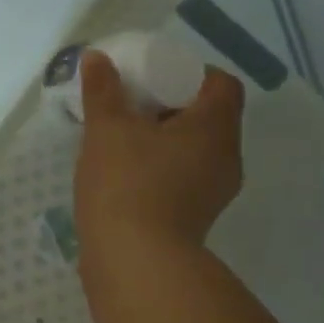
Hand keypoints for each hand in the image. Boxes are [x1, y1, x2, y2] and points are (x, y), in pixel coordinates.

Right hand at [76, 51, 243, 251]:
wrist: (133, 264)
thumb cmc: (127, 186)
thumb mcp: (108, 130)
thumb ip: (103, 91)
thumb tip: (97, 58)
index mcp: (215, 128)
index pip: (220, 84)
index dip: (190, 73)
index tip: (153, 79)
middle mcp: (225, 159)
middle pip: (207, 118)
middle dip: (170, 108)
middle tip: (132, 107)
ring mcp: (212, 194)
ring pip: (193, 152)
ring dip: (163, 142)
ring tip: (123, 142)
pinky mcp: (193, 220)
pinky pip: (182, 181)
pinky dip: (159, 171)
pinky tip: (124, 177)